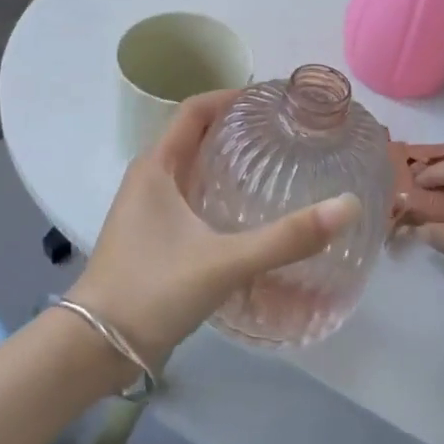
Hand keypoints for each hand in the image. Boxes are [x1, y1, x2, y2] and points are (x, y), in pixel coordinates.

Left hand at [68, 90, 360, 368]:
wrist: (95, 347)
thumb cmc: (153, 290)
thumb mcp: (224, 262)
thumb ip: (286, 238)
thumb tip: (347, 206)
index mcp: (156, 167)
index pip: (194, 110)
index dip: (230, 97)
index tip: (271, 100)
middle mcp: (148, 179)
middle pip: (194, 136)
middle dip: (234, 129)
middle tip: (282, 133)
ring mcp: (146, 209)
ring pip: (191, 170)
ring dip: (225, 162)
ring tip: (271, 167)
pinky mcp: (150, 237)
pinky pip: (187, 198)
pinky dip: (216, 193)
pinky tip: (245, 215)